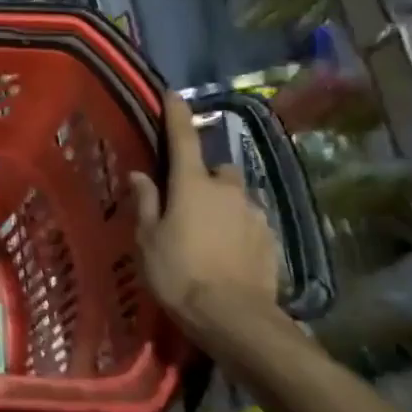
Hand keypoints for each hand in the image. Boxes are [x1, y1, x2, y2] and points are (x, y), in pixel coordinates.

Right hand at [129, 90, 284, 351]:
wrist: (234, 317)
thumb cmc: (178, 272)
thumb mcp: (147, 238)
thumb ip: (145, 202)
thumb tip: (140, 174)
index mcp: (191, 184)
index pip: (183, 137)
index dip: (176, 113)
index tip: (172, 94)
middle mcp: (227, 189)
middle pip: (216, 170)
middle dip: (204, 178)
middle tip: (185, 203)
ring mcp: (254, 213)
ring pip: (236, 196)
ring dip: (222, 204)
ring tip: (206, 233)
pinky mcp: (271, 239)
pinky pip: (249, 222)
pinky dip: (237, 228)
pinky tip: (226, 253)